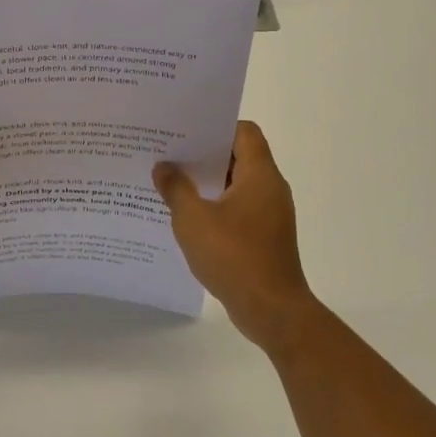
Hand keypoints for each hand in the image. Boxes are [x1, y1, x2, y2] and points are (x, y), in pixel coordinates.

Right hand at [154, 122, 318, 351]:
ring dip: (208, 183)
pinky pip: (238, 209)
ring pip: (237, 184)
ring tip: (171, 182)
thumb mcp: (193, 220)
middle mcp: (270, 188)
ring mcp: (270, 214)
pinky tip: (187, 217)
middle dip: (204, 154)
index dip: (216, 126)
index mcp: (260, 175)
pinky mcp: (265, 237)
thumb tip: (163, 167)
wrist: (272, 311)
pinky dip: (216, 206)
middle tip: (169, 152)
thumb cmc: (234, 257)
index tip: (186, 129)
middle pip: (239, 156)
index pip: (244, 131)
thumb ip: (176, 189)